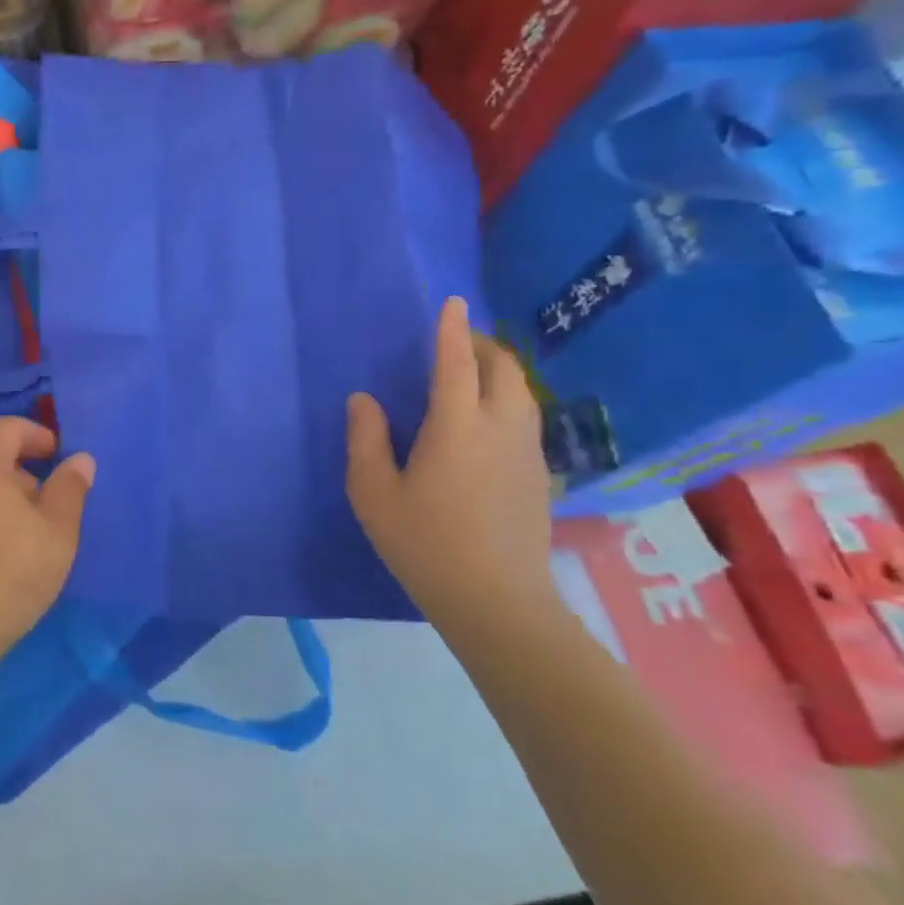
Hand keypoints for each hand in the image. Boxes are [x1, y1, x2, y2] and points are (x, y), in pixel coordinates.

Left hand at [0, 417, 94, 651]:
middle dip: (26, 472)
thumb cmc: (11, 569)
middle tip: (53, 503)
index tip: (61, 458)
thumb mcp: (57, 529)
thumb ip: (70, 488)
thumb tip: (80, 459)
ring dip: (7, 497)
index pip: (9, 428)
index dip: (39, 436)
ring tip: (33, 532)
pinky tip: (5, 551)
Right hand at [345, 296, 553, 630]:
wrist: (497, 602)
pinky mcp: (539, 476)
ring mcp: (526, 453)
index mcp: (457, 426)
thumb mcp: (374, 493)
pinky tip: (488, 422)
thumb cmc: (425, 543)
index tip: (451, 302)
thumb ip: (366, 439)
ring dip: (500, 372)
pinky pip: (526, 418)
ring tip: (473, 375)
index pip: (456, 363)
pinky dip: (509, 400)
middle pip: (504, 369)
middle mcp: (500, 428)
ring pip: (523, 393)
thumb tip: (364, 399)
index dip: (451, 330)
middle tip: (456, 344)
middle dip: (483, 346)